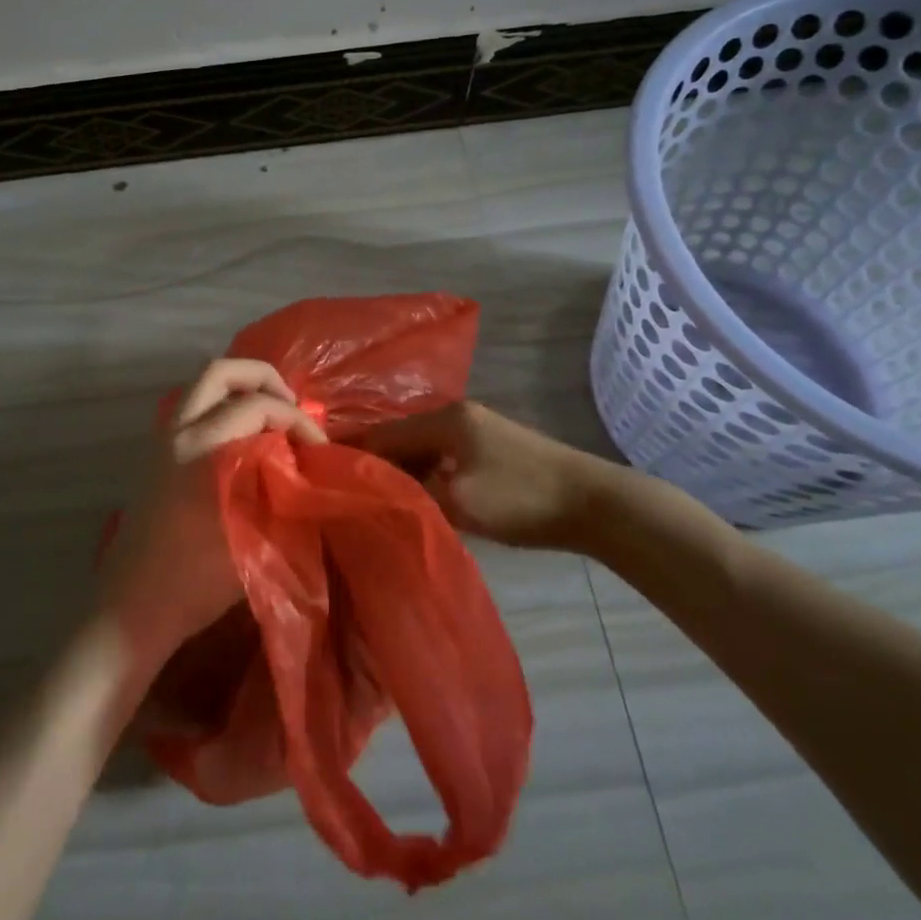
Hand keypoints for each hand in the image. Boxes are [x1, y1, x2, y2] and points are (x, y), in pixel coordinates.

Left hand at [99, 359, 325, 663]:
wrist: (134, 608)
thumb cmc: (196, 580)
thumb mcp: (255, 540)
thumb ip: (282, 493)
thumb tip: (305, 468)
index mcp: (202, 448)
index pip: (259, 407)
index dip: (297, 420)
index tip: (319, 447)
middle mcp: (178, 431)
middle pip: (221, 371)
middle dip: (264, 378)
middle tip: (292, 406)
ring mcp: (161, 439)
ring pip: (202, 386)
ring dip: (241, 389)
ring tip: (272, 417)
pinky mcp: (155, 454)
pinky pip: (193, 407)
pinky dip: (222, 406)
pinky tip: (244, 439)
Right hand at [356, 401, 603, 551]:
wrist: (595, 504)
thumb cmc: (521, 498)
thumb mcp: (459, 501)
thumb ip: (412, 493)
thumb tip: (376, 491)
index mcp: (445, 419)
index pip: (383, 432)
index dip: (353, 453)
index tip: (325, 474)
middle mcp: (457, 415)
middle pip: (401, 437)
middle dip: (375, 462)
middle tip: (347, 491)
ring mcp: (477, 430)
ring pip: (422, 448)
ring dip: (401, 470)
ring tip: (374, 497)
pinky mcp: (491, 449)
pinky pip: (442, 456)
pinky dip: (424, 473)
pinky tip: (415, 495)